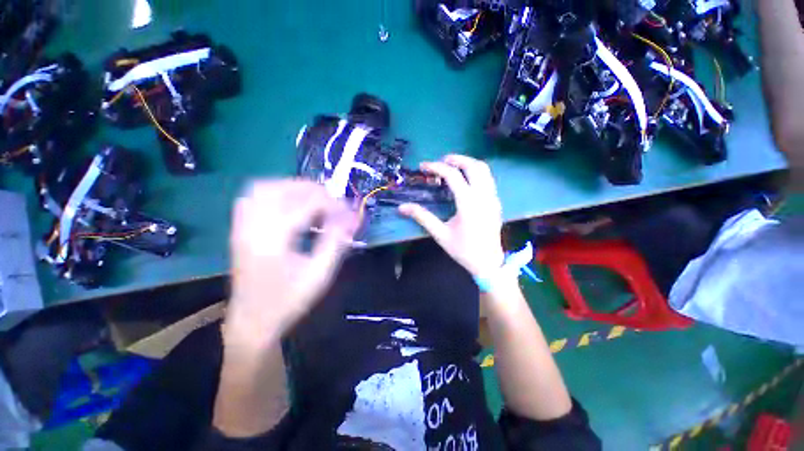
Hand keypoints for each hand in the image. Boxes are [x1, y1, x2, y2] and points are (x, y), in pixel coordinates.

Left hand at [225, 180, 357, 350]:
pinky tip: (288, 204)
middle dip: (312, 189)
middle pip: (281, 189)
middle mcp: (254, 227)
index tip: (350, 212)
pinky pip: (251, 198)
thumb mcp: (319, 275)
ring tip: (313, 198)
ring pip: (263, 188)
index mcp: (274, 239)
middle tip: (332, 201)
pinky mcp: (239, 231)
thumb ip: (336, 243)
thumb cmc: (288, 301)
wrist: (252, 322)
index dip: (332, 204)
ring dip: (291, 187)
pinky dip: (273, 193)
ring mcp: (242, 227)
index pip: (307, 205)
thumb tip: (351, 220)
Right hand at [399, 155, 504, 276]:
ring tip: (452, 166)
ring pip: (484, 170)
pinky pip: (488, 179)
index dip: (436, 167)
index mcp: (469, 203)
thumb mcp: (440, 234)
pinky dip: (475, 172)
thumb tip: (402, 207)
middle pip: (473, 166)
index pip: (453, 176)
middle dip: (456, 159)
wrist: (488, 263)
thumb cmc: (463, 250)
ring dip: (468, 163)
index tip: (423, 166)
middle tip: (441, 160)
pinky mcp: (496, 202)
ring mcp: (493, 198)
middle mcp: (483, 196)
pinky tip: (465, 180)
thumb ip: (422, 217)